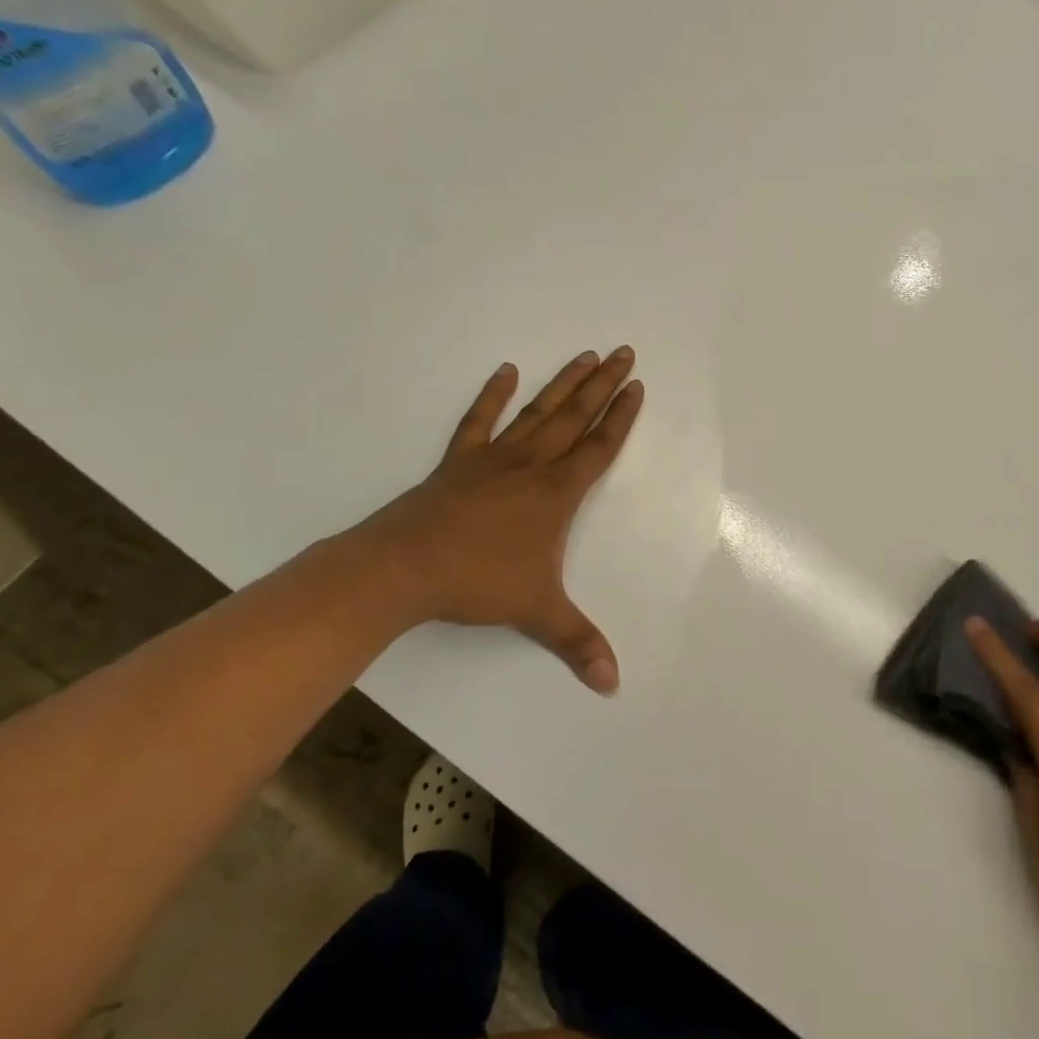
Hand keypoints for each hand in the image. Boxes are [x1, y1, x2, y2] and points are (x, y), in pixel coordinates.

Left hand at [359, 348, 643, 693]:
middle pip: (575, 417)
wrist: (401, 569)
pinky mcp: (458, 462)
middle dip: (602, 385)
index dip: (621, 417)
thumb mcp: (537, 613)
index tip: (637, 386)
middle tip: (624, 353)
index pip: (599, 447)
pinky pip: (479, 421)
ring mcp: (492, 459)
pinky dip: (493, 395)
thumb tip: (613, 685)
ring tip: (585, 354)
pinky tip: (506, 371)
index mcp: (556, 493)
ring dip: (563, 383)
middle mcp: (530, 466)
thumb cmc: (476, 583)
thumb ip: (578, 643)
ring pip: (537, 412)